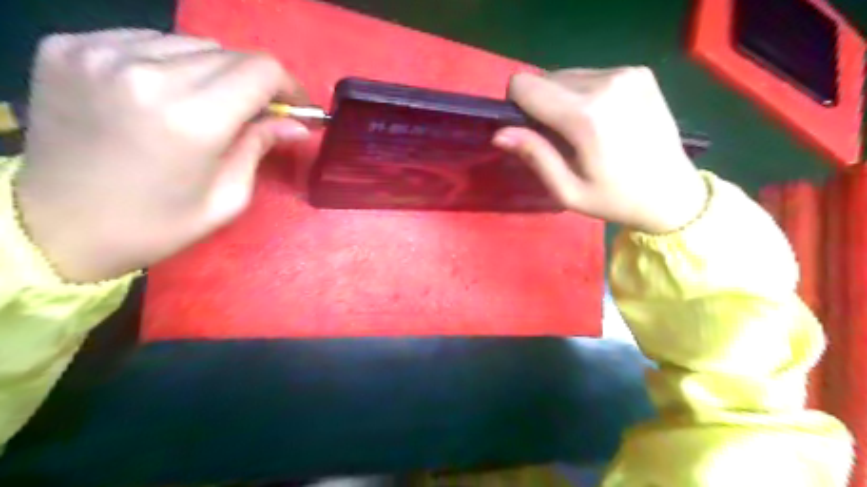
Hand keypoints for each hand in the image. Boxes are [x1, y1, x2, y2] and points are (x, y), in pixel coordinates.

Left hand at [16, 31, 312, 280]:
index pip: (261, 70)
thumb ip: (260, 147)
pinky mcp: (69, 46)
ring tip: (209, 104)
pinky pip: (147, 40)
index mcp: (193, 119)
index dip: (288, 85)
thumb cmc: (157, 224)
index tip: (294, 107)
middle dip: (255, 82)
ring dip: (214, 71)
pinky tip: (165, 93)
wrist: (58, 227)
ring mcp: (100, 53)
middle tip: (256, 112)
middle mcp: (147, 73)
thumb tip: (296, 124)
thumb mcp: (227, 198)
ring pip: (190, 43)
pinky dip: (171, 62)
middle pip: (229, 53)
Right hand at [499, 66, 706, 233]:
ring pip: (567, 75)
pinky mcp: (639, 73)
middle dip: (541, 105)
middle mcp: (606, 82)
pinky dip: (585, 95)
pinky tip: (601, 120)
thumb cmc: (614, 199)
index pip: (525, 85)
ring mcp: (627, 73)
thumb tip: (499, 133)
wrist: (673, 193)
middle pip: (544, 78)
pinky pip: (591, 75)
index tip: (529, 130)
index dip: (516, 105)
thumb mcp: (567, 190)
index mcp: (585, 115)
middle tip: (559, 138)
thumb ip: (534, 156)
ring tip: (582, 131)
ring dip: (563, 100)